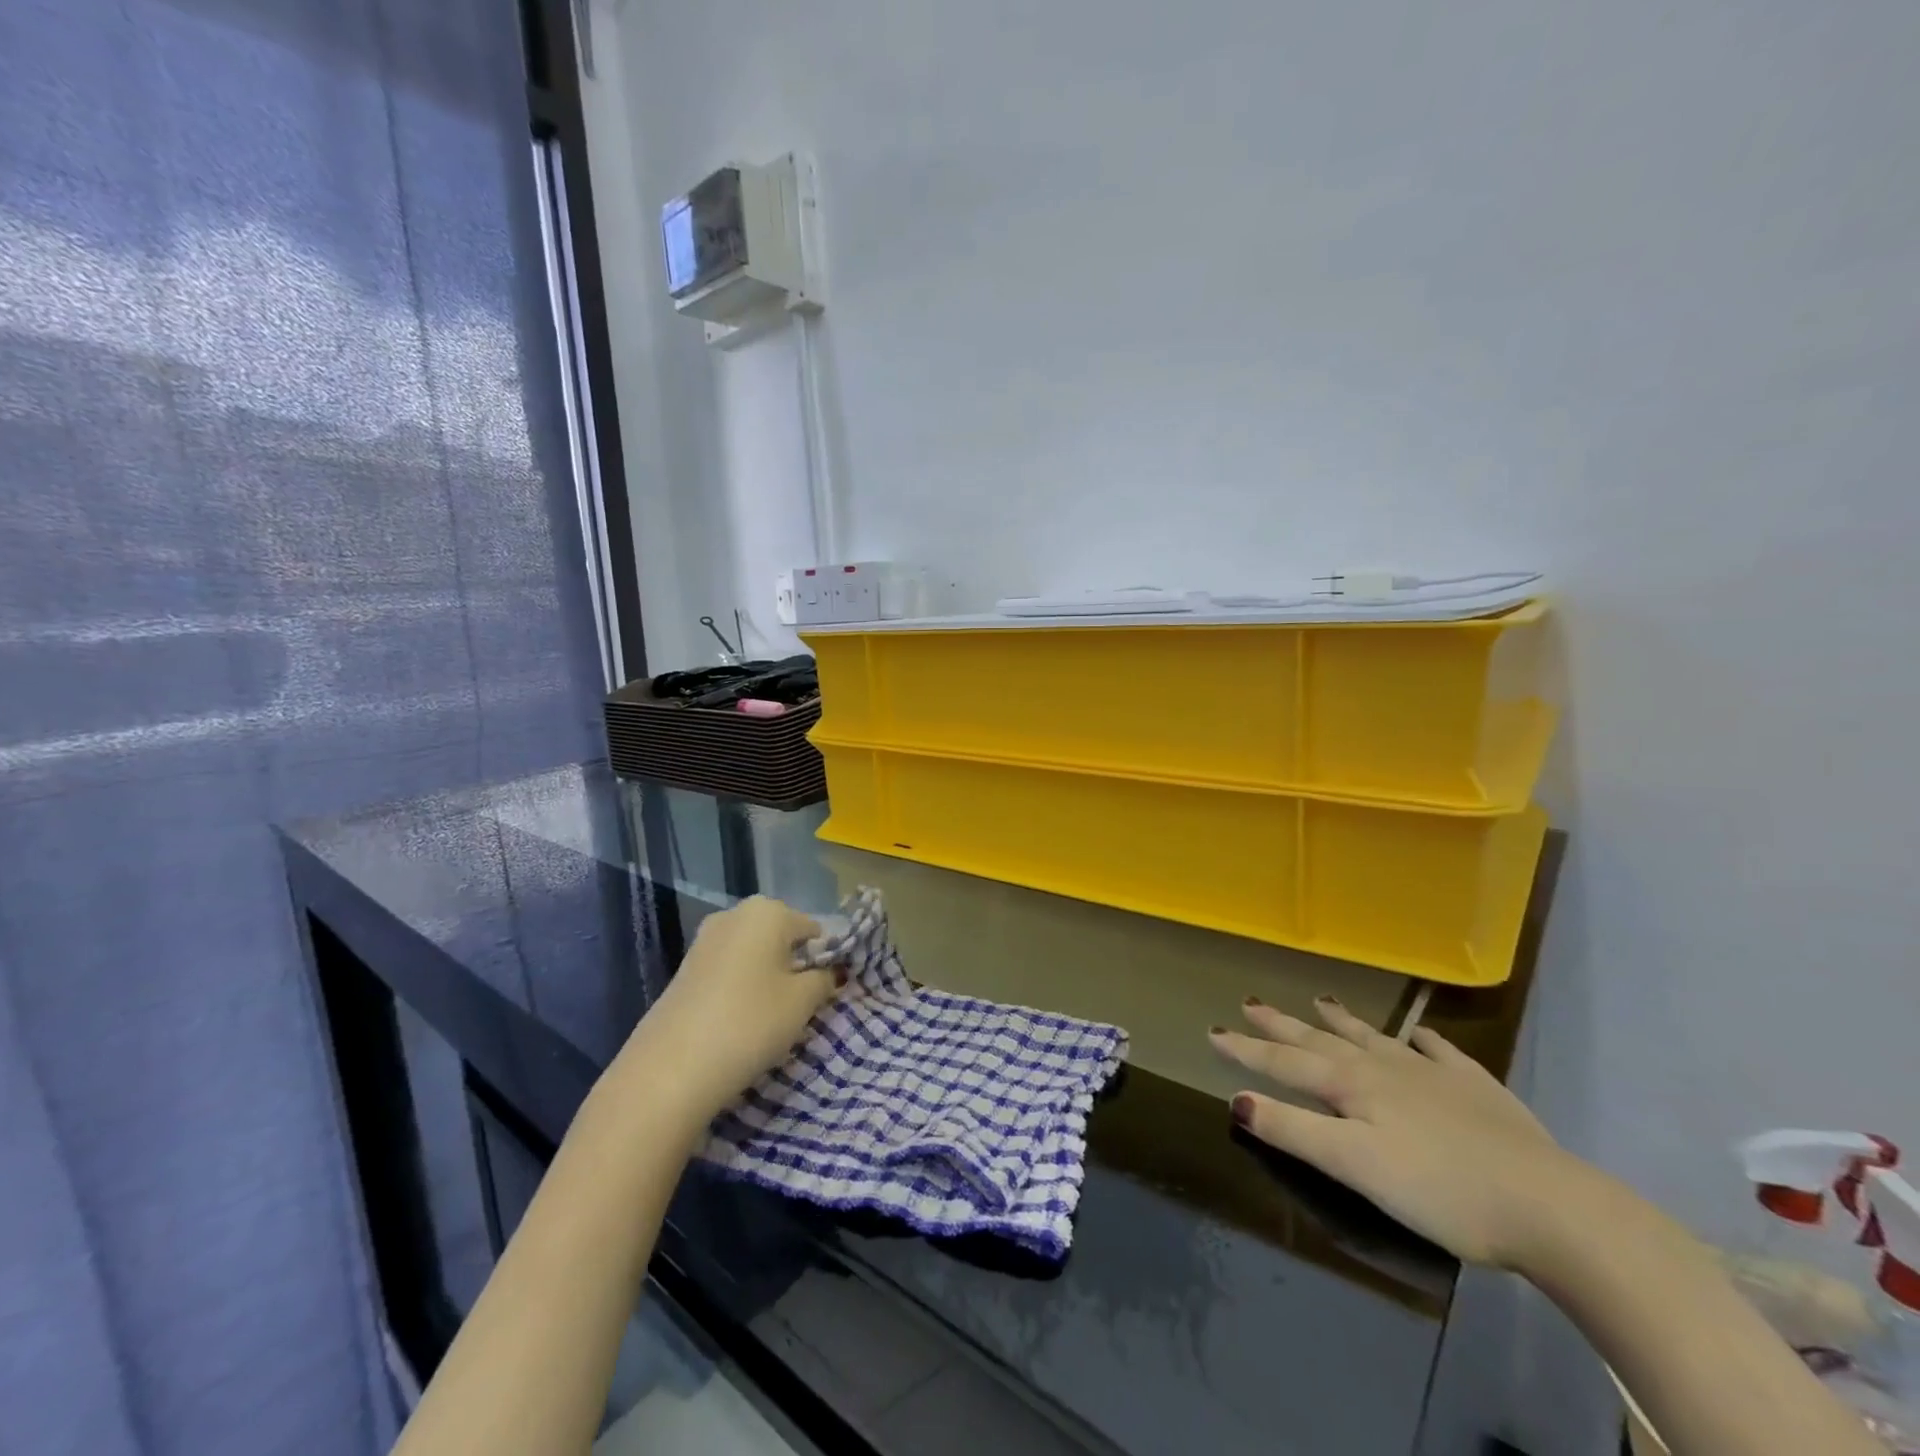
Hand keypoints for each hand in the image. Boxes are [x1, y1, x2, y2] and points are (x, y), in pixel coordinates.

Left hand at [622, 896, 835, 1125]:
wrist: (670, 1069)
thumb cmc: (750, 1022)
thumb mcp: (803, 1002)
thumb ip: (824, 979)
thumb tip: (829, 972)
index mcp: (768, 911)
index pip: (814, 931)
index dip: (825, 961)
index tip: (826, 995)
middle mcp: (734, 914)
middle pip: (781, 938)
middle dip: (794, 967)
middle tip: (800, 1008)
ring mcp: (705, 940)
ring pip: (754, 956)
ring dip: (767, 980)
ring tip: (771, 1019)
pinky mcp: (685, 969)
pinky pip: (729, 971)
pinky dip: (741, 989)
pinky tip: (741, 1022)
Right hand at [1209, 996, 1583, 1269]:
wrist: (1552, 1206)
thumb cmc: (1441, 1190)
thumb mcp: (1355, 1167)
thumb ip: (1295, 1131)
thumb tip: (1237, 1099)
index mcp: (1352, 1086)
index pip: (1285, 1062)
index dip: (1246, 1049)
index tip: (1212, 1031)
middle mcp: (1385, 1067)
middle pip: (1322, 1040)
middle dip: (1282, 1024)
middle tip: (1250, 1001)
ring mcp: (1433, 1073)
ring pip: (1375, 1037)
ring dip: (1342, 1020)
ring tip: (1320, 999)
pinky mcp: (1478, 1089)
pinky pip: (1440, 1052)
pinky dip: (1422, 1040)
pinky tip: (1419, 1034)